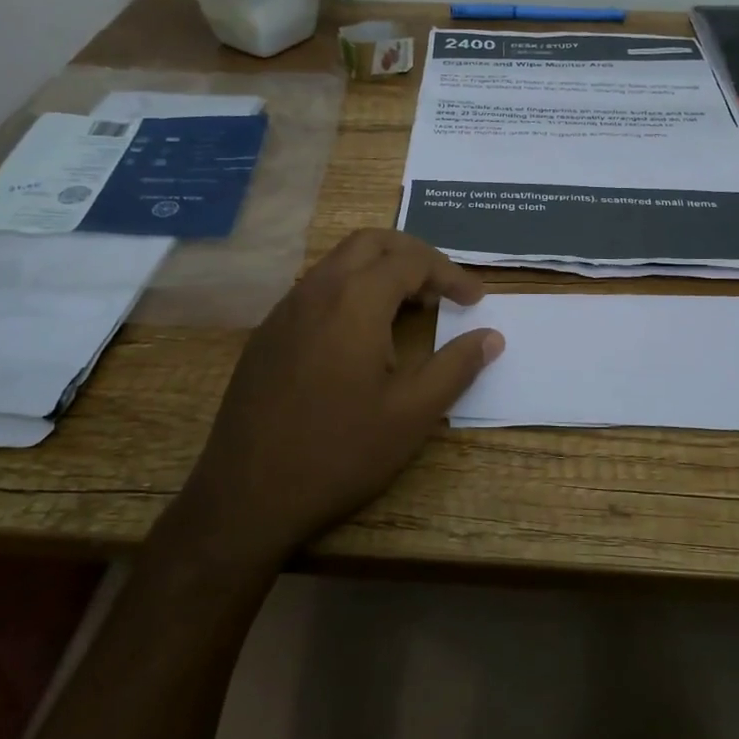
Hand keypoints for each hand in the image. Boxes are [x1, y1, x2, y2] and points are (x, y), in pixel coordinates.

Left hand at [175, 230, 503, 567]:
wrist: (247, 495)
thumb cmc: (340, 452)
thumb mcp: (412, 414)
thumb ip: (456, 367)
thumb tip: (492, 337)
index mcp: (355, 300)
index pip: (412, 261)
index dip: (450, 274)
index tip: (475, 300)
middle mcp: (316, 290)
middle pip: (371, 243)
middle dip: (413, 255)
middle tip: (442, 287)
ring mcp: (285, 310)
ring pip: (339, 262)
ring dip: (379, 270)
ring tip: (409, 307)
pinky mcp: (267, 333)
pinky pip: (316, 289)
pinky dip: (350, 291)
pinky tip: (361, 335)